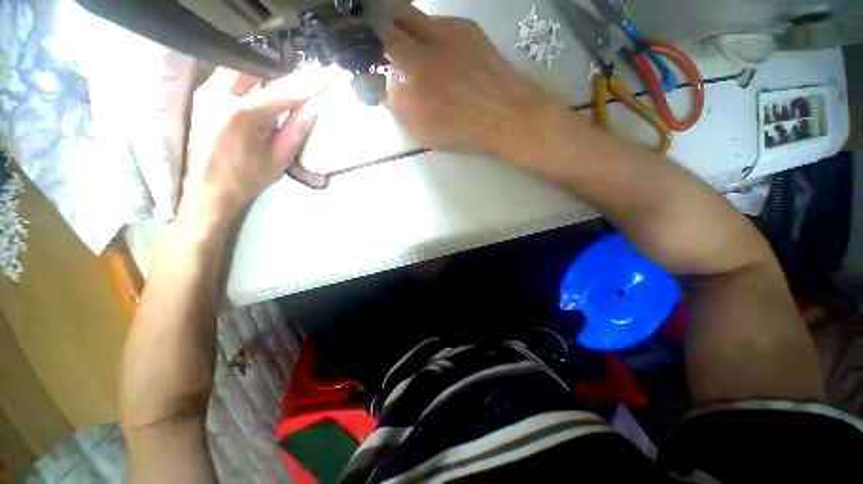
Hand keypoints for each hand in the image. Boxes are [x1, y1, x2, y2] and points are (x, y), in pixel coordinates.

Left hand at [181, 68, 325, 221]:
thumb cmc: (246, 179)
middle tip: (304, 79)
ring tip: (286, 82)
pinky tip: (261, 87)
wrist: (205, 191)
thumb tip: (315, 106)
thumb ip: (297, 129)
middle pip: (258, 69)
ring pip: (240, 68)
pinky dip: (249, 77)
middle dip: (284, 72)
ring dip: (265, 73)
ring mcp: (205, 92)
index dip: (308, 85)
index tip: (326, 77)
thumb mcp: (279, 158)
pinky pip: (227, 75)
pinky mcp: (200, 95)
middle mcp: (219, 94)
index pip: (284, 92)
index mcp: (243, 114)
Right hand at [384, 7, 559, 154]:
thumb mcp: (425, 132)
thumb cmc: (464, 130)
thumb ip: (400, 109)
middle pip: (391, 23)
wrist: (505, 114)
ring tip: (407, 47)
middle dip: (381, 32)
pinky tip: (436, 51)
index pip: (379, 49)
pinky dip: (428, 33)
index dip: (369, 50)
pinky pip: (436, 22)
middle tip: (383, 47)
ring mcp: (447, 33)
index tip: (370, 59)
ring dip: (402, 28)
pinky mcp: (466, 27)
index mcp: (415, 78)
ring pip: (412, 16)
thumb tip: (386, 85)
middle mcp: (427, 48)